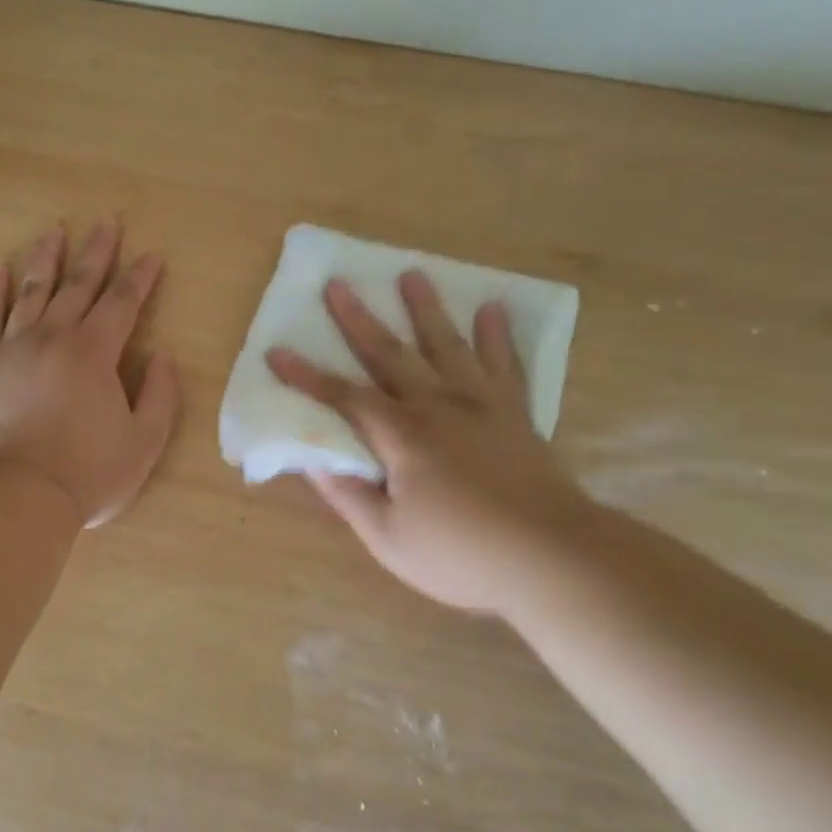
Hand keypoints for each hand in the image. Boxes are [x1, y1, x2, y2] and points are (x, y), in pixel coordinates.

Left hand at [0, 221, 180, 527]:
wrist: (18, 496)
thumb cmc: (88, 473)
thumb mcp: (144, 441)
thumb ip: (160, 395)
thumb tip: (162, 357)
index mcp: (94, 353)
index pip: (123, 303)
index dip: (140, 277)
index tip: (152, 255)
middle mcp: (53, 338)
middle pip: (78, 285)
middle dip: (96, 253)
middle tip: (106, 223)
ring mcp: (12, 348)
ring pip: (31, 291)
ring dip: (45, 259)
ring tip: (53, 232)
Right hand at [267, 271, 594, 614]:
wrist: (553, 557)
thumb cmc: (462, 555)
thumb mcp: (389, 539)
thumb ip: (349, 496)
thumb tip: (313, 461)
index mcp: (402, 437)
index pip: (344, 398)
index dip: (308, 377)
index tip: (277, 352)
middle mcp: (438, 407)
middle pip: (391, 355)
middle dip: (359, 320)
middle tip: (338, 284)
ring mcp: (481, 405)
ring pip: (447, 345)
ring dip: (426, 309)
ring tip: (412, 274)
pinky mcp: (515, 414)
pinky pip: (505, 364)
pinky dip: (498, 336)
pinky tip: (493, 310)